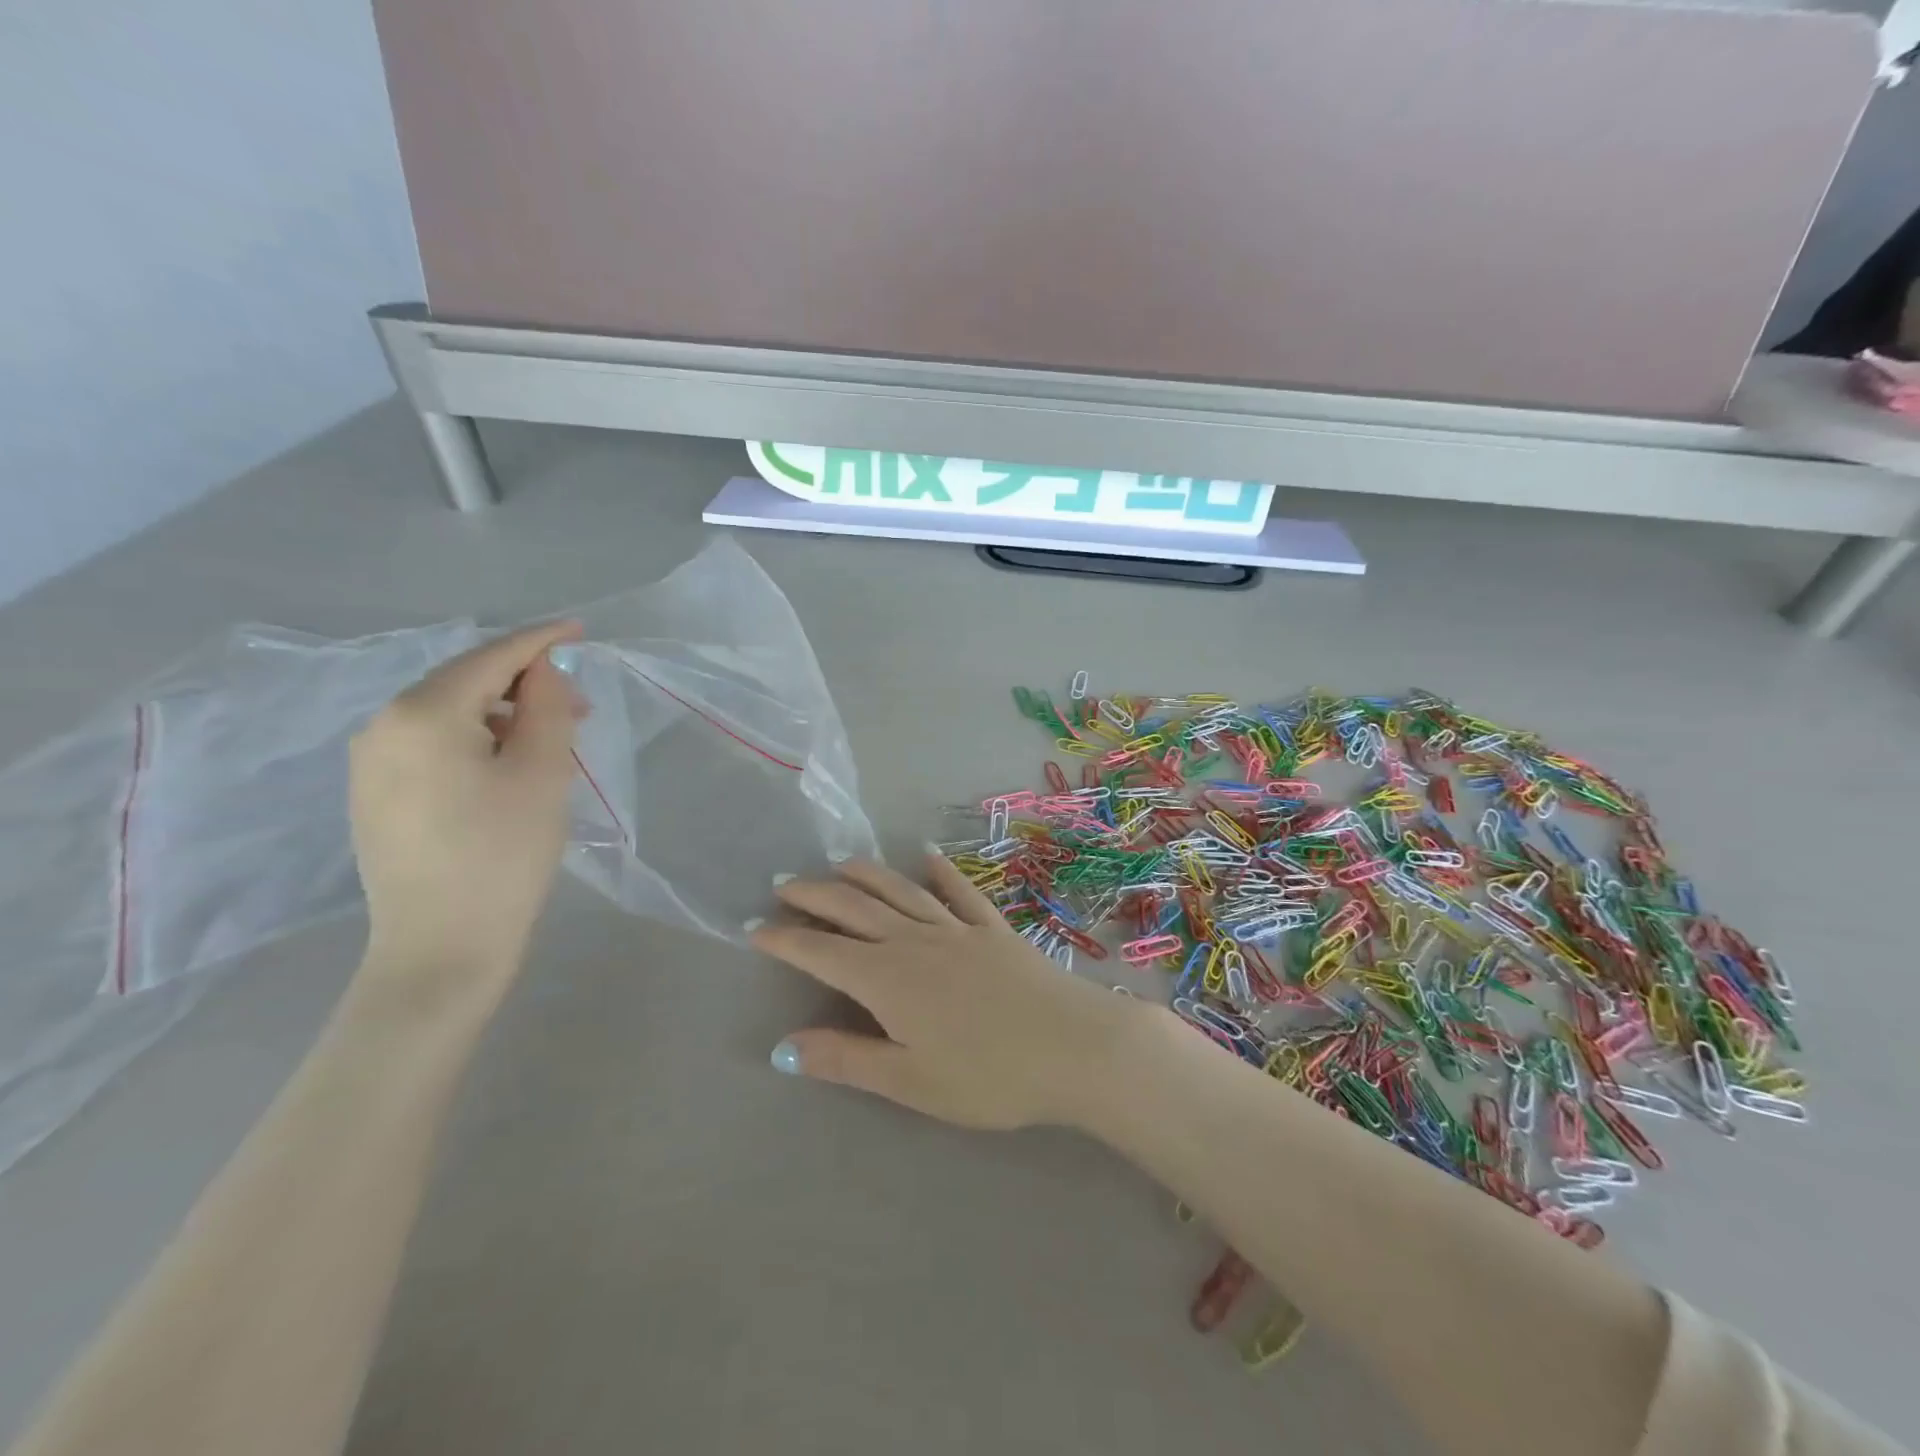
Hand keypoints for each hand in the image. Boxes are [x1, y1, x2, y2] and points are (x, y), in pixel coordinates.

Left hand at [348, 621, 584, 996]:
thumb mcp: (542, 773)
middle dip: (526, 683)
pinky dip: (478, 738)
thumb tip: (544, 671)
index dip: (541, 641)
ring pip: (450, 713)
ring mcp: (371, 761)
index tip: (581, 630)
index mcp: (423, 713)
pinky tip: (510, 764)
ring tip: (552, 740)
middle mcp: (382, 725)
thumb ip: (548, 707)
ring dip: (505, 713)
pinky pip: (433, 743)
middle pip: (466, 682)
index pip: (491, 658)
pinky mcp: (375, 793)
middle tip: (581, 705)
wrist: (442, 947)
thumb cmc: (503, 855)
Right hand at [751, 855, 1147, 1129]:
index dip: (786, 939)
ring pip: (900, 891)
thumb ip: (846, 1060)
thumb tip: (783, 1047)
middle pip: (855, 909)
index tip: (754, 927)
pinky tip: (928, 856)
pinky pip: (959, 891)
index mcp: (888, 979)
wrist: (1075, 1046)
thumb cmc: (990, 1075)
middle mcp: (915, 941)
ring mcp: (957, 929)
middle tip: (784, 884)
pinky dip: (940, 872)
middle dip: (815, 895)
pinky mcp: (993, 927)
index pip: (822, 953)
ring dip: (865, 875)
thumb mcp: (910, 1081)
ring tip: (838, 863)